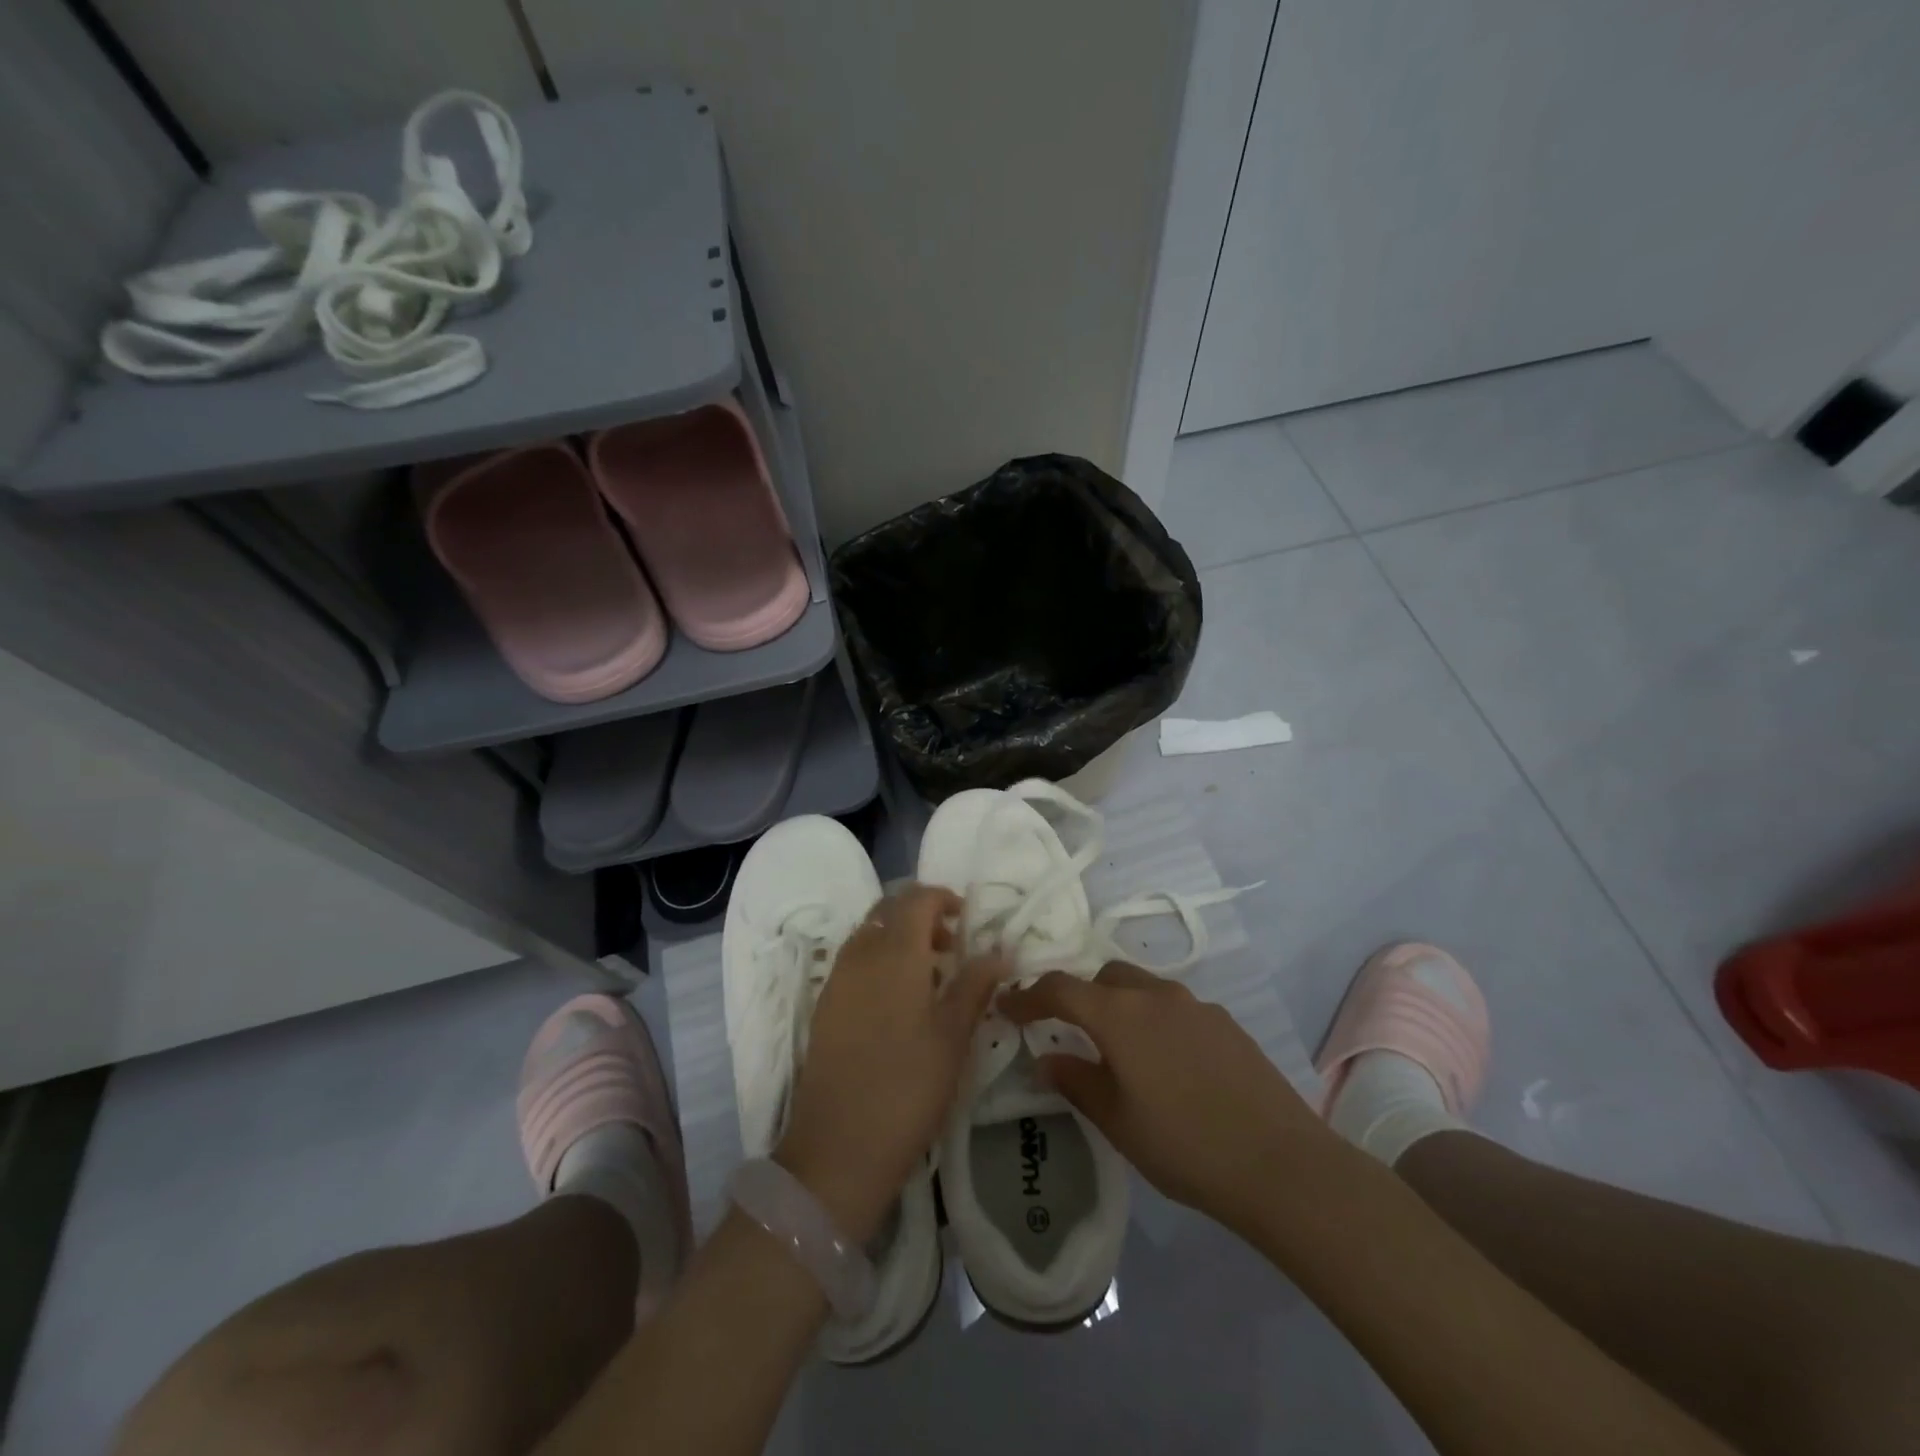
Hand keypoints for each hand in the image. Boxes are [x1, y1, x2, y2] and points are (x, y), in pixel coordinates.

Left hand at [775, 885, 1006, 1240]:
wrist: (837, 1148)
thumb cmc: (908, 1087)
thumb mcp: (954, 1036)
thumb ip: (975, 985)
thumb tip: (998, 950)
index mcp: (894, 953)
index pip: (916, 899)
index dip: (943, 898)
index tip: (967, 919)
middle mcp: (860, 955)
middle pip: (888, 911)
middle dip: (920, 915)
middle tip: (951, 945)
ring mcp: (836, 980)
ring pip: (869, 935)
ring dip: (898, 938)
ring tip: (929, 975)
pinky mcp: (824, 1006)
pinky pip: (854, 962)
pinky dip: (879, 961)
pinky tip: (899, 1001)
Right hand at [1001, 962, 1344, 1232]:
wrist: (1281, 1163)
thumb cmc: (1185, 1145)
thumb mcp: (1118, 1121)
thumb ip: (1076, 1081)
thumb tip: (1047, 1058)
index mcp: (1119, 1014)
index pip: (1061, 988)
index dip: (1028, 996)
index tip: (1007, 1008)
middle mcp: (1154, 995)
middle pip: (1103, 977)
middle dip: (1079, 996)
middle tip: (1068, 1031)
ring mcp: (1194, 1004)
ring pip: (1141, 987)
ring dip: (1119, 1005)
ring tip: (1119, 1050)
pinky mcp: (1224, 1021)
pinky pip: (1173, 1007)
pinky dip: (1154, 1020)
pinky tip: (1166, 1063)